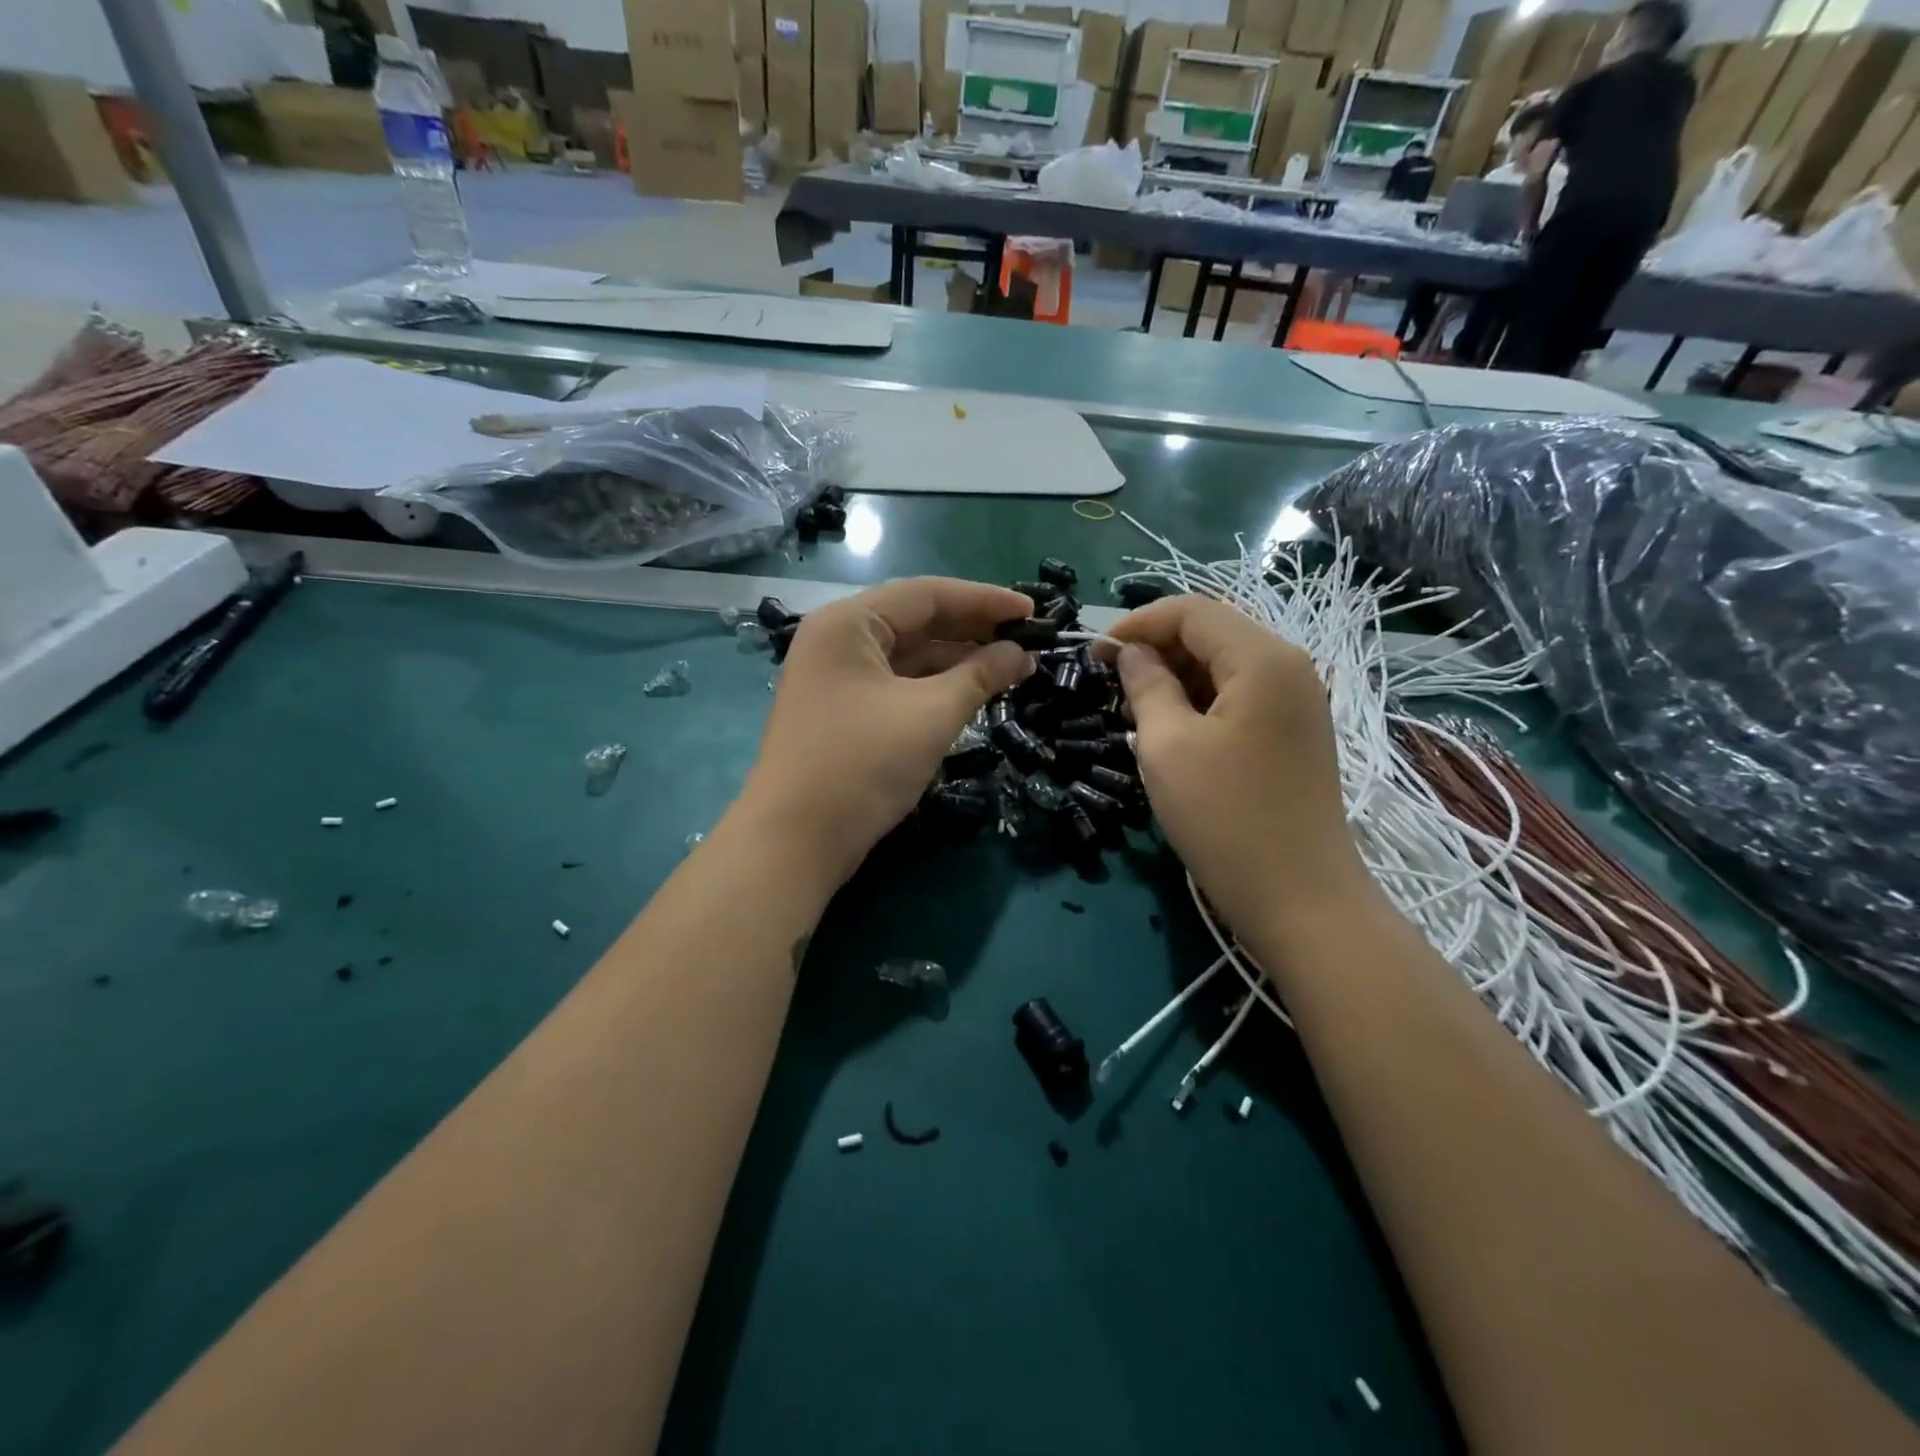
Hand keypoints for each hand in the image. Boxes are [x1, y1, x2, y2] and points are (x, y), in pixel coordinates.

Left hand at [739, 578, 1032, 888]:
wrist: (795, 842)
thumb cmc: (862, 765)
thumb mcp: (931, 715)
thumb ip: (981, 676)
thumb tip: (1022, 655)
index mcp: (849, 623)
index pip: (927, 595)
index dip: (985, 601)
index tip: (1033, 613)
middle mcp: (838, 640)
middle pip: (916, 621)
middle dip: (973, 630)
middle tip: (1027, 641)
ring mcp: (836, 678)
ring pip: (907, 656)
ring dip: (958, 661)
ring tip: (1011, 668)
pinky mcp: (842, 712)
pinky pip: (896, 685)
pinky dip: (934, 687)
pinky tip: (972, 693)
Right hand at [1110, 595, 1370, 941]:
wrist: (1300, 900)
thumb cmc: (1226, 818)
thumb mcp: (1168, 746)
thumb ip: (1146, 685)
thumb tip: (1131, 653)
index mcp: (1262, 658)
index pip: (1191, 611)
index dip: (1136, 624)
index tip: (1094, 654)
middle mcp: (1288, 667)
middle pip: (1211, 632)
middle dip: (1155, 649)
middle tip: (1110, 685)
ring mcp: (1296, 702)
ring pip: (1223, 665)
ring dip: (1174, 677)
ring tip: (1132, 710)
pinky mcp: (1292, 733)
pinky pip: (1238, 696)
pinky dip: (1198, 701)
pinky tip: (1168, 730)